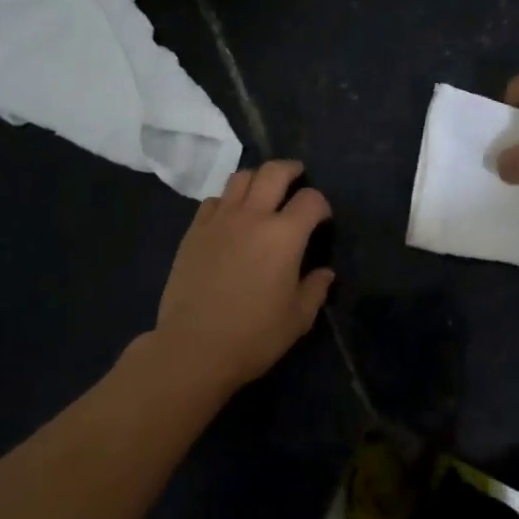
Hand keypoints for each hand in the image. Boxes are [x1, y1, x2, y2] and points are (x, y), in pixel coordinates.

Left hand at [153, 161, 333, 390]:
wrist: (193, 348)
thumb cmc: (253, 336)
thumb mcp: (297, 319)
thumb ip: (315, 289)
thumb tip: (325, 273)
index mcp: (284, 236)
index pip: (311, 200)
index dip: (321, 204)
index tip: (322, 218)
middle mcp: (253, 216)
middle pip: (274, 172)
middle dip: (291, 170)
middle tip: (297, 177)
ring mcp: (220, 220)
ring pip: (241, 177)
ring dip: (258, 178)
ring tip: (263, 192)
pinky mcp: (194, 231)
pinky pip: (214, 200)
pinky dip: (228, 200)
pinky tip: (231, 217)